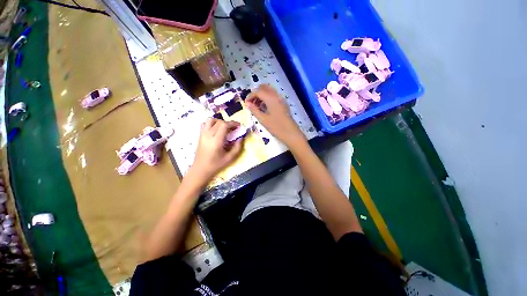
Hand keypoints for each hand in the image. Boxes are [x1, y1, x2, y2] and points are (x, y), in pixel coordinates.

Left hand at [190, 118, 242, 180]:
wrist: (200, 169)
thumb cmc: (216, 165)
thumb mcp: (230, 158)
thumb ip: (237, 147)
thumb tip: (241, 138)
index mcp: (216, 140)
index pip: (224, 125)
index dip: (233, 123)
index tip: (239, 126)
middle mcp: (208, 135)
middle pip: (219, 122)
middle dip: (228, 123)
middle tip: (234, 128)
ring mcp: (203, 134)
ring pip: (210, 120)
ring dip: (219, 121)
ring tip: (224, 128)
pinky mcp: (200, 136)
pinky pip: (205, 124)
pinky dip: (211, 124)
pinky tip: (216, 130)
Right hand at [246, 84, 304, 144]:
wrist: (291, 133)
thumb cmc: (276, 127)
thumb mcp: (263, 119)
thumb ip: (254, 110)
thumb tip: (247, 104)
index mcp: (271, 98)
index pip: (258, 91)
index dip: (250, 96)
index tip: (246, 104)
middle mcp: (277, 96)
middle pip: (264, 88)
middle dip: (256, 93)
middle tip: (252, 103)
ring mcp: (281, 99)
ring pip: (269, 91)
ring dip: (262, 96)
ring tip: (257, 107)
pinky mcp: (283, 104)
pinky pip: (274, 96)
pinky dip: (267, 99)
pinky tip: (264, 108)